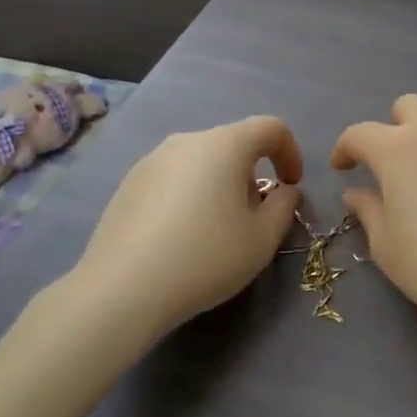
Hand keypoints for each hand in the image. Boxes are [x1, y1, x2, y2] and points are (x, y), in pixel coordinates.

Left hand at [71, 117, 304, 337]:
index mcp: (224, 144)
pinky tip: (180, 236)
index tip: (292, 186)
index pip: (269, 128)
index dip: (290, 152)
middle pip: (233, 144)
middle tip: (254, 216)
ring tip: (216, 229)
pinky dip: (188, 195)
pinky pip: (173, 178)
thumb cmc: (206, 257)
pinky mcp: (128, 184)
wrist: (123, 288)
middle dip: (252, 173)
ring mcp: (151, 160)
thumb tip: (282, 191)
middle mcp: (186, 140)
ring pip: (200, 161)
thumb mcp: (263, 238)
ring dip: (219, 184)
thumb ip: (284, 206)